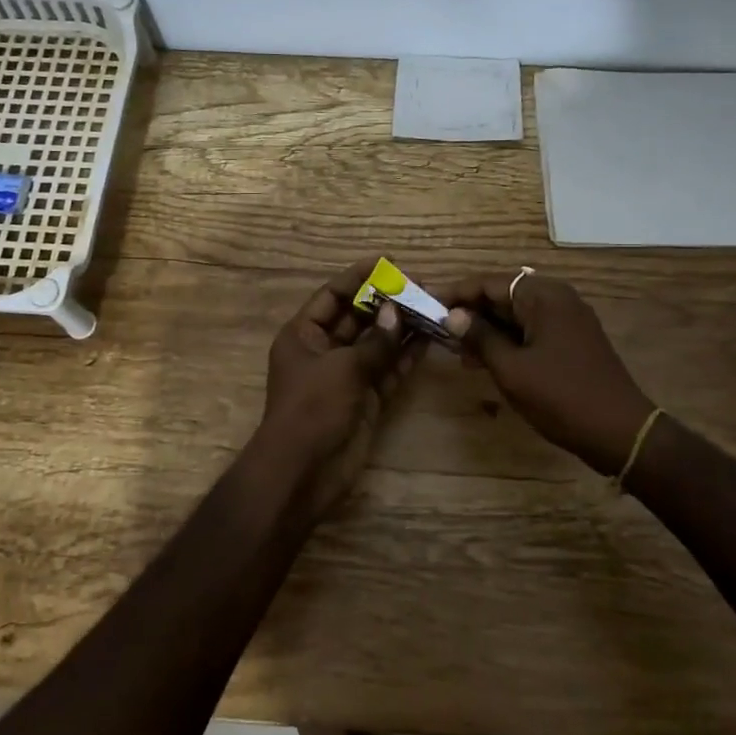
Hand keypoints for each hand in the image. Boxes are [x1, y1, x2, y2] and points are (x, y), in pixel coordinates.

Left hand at [250, 260, 422, 518]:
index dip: (357, 278)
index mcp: (304, 335)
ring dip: (401, 328)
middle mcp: (325, 351)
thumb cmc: (313, 409)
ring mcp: (347, 376)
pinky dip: (406, 357)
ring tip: (431, 307)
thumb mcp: (343, 368)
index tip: (386, 262)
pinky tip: (429, 339)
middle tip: (419, 285)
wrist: (304, 472)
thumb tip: (397, 313)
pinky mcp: (366, 399)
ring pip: (377, 344)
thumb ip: (375, 342)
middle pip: (358, 318)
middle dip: (386, 302)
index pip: (332, 296)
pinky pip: (388, 370)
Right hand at [438, 271, 653, 475]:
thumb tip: (452, 316)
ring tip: (457, 351)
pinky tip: (486, 360)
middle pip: (504, 295)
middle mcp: (558, 298)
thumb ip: (480, 337)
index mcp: (544, 296)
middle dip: (471, 312)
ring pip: (517, 315)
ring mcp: (568, 320)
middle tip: (439, 331)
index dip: (457, 293)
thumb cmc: (561, 396)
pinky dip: (508, 341)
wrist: (621, 432)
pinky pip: (532, 330)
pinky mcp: (573, 341)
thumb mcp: (512, 368)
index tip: (428, 306)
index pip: (490, 283)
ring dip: (487, 329)